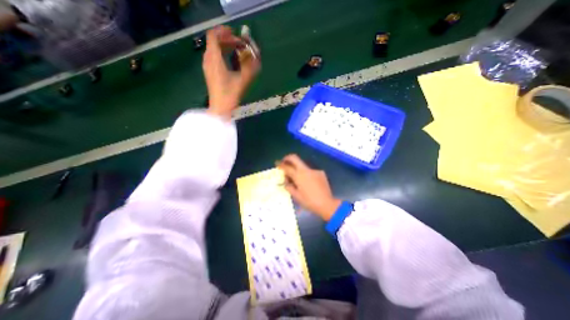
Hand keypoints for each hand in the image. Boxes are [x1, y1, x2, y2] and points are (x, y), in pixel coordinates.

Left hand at [202, 26, 259, 119]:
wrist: (220, 108)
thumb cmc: (230, 95)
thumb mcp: (243, 80)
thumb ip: (250, 67)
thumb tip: (257, 58)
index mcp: (214, 59)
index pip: (214, 36)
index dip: (224, 32)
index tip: (235, 35)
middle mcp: (208, 60)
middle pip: (214, 41)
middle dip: (226, 39)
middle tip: (239, 44)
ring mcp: (207, 67)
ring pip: (213, 49)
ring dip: (224, 47)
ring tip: (236, 50)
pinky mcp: (209, 73)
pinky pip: (213, 57)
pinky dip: (221, 54)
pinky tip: (230, 61)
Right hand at [279, 153, 340, 219]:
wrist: (326, 203)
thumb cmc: (309, 201)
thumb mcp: (296, 196)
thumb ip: (289, 187)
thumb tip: (286, 182)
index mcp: (298, 175)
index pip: (287, 167)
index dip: (280, 164)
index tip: (277, 163)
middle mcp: (306, 170)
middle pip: (295, 158)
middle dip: (287, 158)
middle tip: (284, 161)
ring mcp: (314, 170)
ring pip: (302, 165)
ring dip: (297, 167)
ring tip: (296, 177)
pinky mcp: (320, 172)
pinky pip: (310, 171)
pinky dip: (306, 174)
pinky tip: (307, 182)